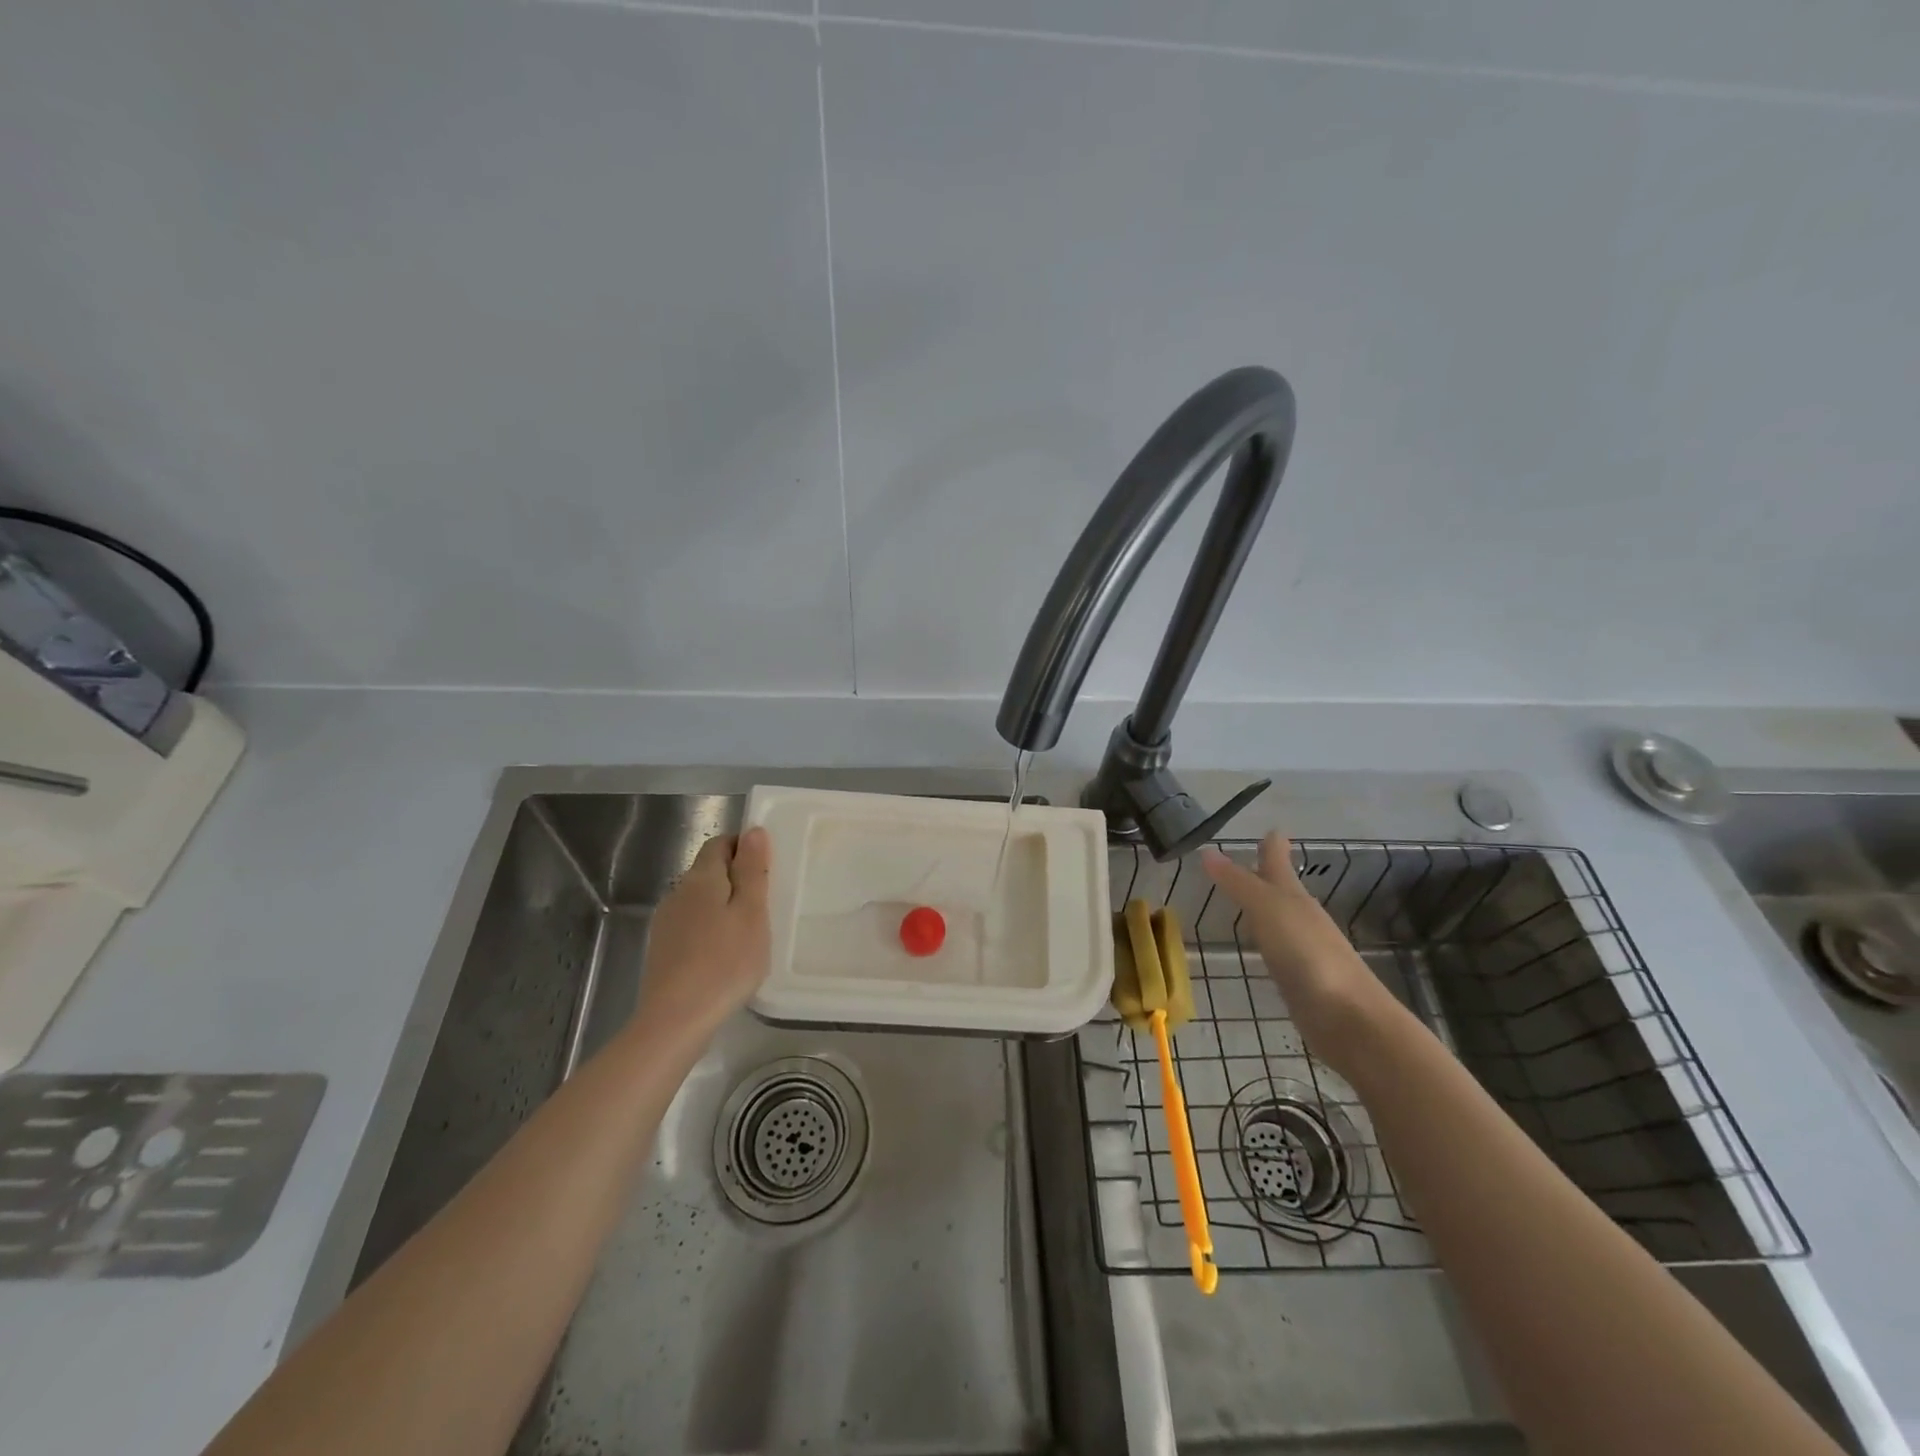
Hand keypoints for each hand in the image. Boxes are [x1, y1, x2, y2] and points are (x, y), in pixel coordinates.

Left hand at [634, 828, 771, 1047]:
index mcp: (702, 878)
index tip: (767, 866)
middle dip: (736, 877)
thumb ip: (753, 870)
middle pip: (709, 871)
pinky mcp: (662, 950)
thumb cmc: (725, 962)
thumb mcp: (752, 912)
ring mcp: (666, 922)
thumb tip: (753, 831)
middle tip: (766, 901)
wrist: (676, 1019)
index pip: (720, 843)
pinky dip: (710, 929)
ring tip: (749, 930)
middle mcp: (678, 893)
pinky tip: (725, 954)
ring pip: (700, 900)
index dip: (743, 846)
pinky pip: (692, 925)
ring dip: (723, 905)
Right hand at [1200, 832, 1402, 1075]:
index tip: (1271, 828)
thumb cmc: (1308, 955)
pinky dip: (1268, 941)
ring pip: (1281, 919)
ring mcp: (1304, 950)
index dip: (1273, 845)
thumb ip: (1238, 883)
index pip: (1278, 862)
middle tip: (1252, 859)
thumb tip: (1207, 851)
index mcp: (1293, 897)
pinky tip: (1261, 948)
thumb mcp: (1268, 910)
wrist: (1350, 1019)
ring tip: (1246, 899)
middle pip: (1283, 888)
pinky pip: (1280, 949)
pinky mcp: (1302, 981)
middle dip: (1269, 873)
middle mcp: (1301, 918)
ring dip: (1266, 907)